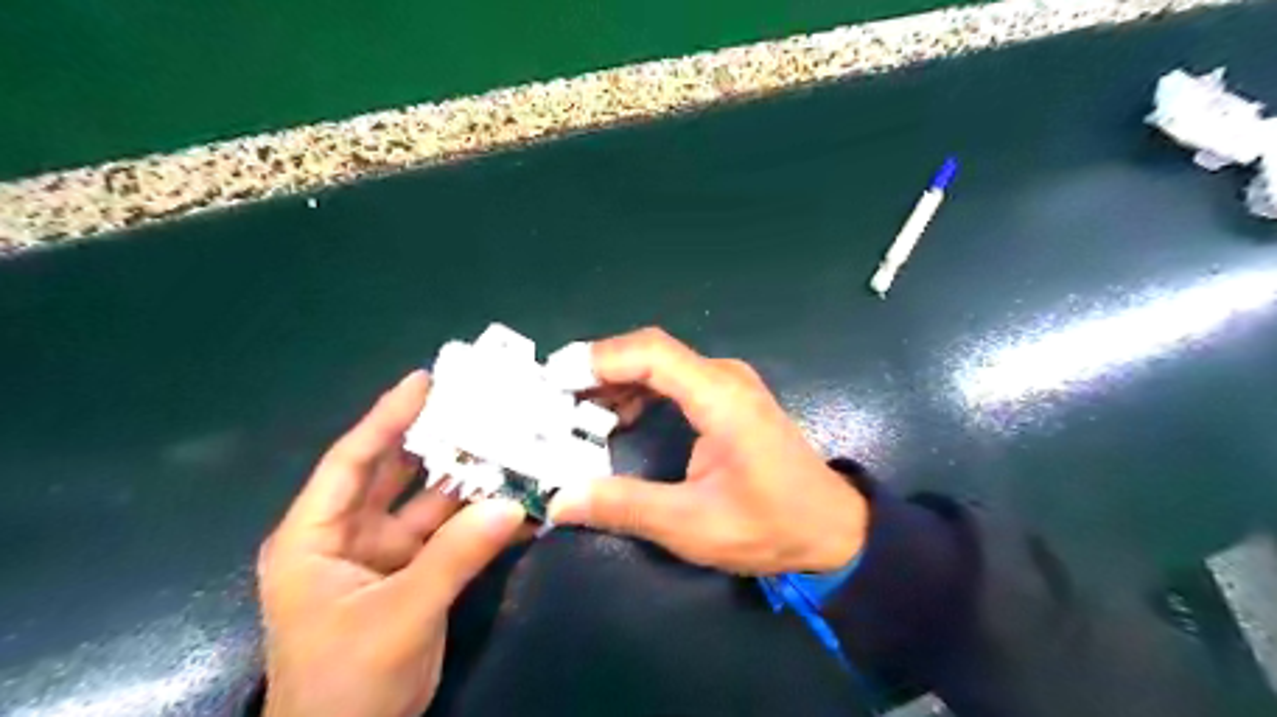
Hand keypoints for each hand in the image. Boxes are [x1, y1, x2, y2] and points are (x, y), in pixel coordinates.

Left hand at [255, 374, 525, 716]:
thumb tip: (515, 504)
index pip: (351, 461)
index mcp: (315, 536)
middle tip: (479, 404)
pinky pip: (452, 535)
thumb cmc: (345, 683)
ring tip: (510, 445)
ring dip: (468, 479)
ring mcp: (386, 554)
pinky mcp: (416, 574)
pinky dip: (481, 519)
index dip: (386, 417)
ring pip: (430, 502)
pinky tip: (517, 503)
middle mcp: (349, 535)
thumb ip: (456, 557)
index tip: (425, 379)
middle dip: (436, 439)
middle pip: (395, 473)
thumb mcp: (399, 616)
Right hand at [548, 328, 867, 572]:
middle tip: (552, 398)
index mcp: (719, 397)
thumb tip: (559, 500)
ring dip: (616, 381)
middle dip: (598, 370)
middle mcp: (723, 377)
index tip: (553, 381)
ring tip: (573, 409)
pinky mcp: (728, 399)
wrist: (831, 528)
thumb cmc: (769, 526)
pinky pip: (674, 380)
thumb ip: (624, 506)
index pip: (650, 354)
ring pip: (660, 364)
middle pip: (650, 352)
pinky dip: (639, 391)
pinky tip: (616, 418)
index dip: (598, 359)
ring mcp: (728, 385)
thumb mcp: (691, 524)